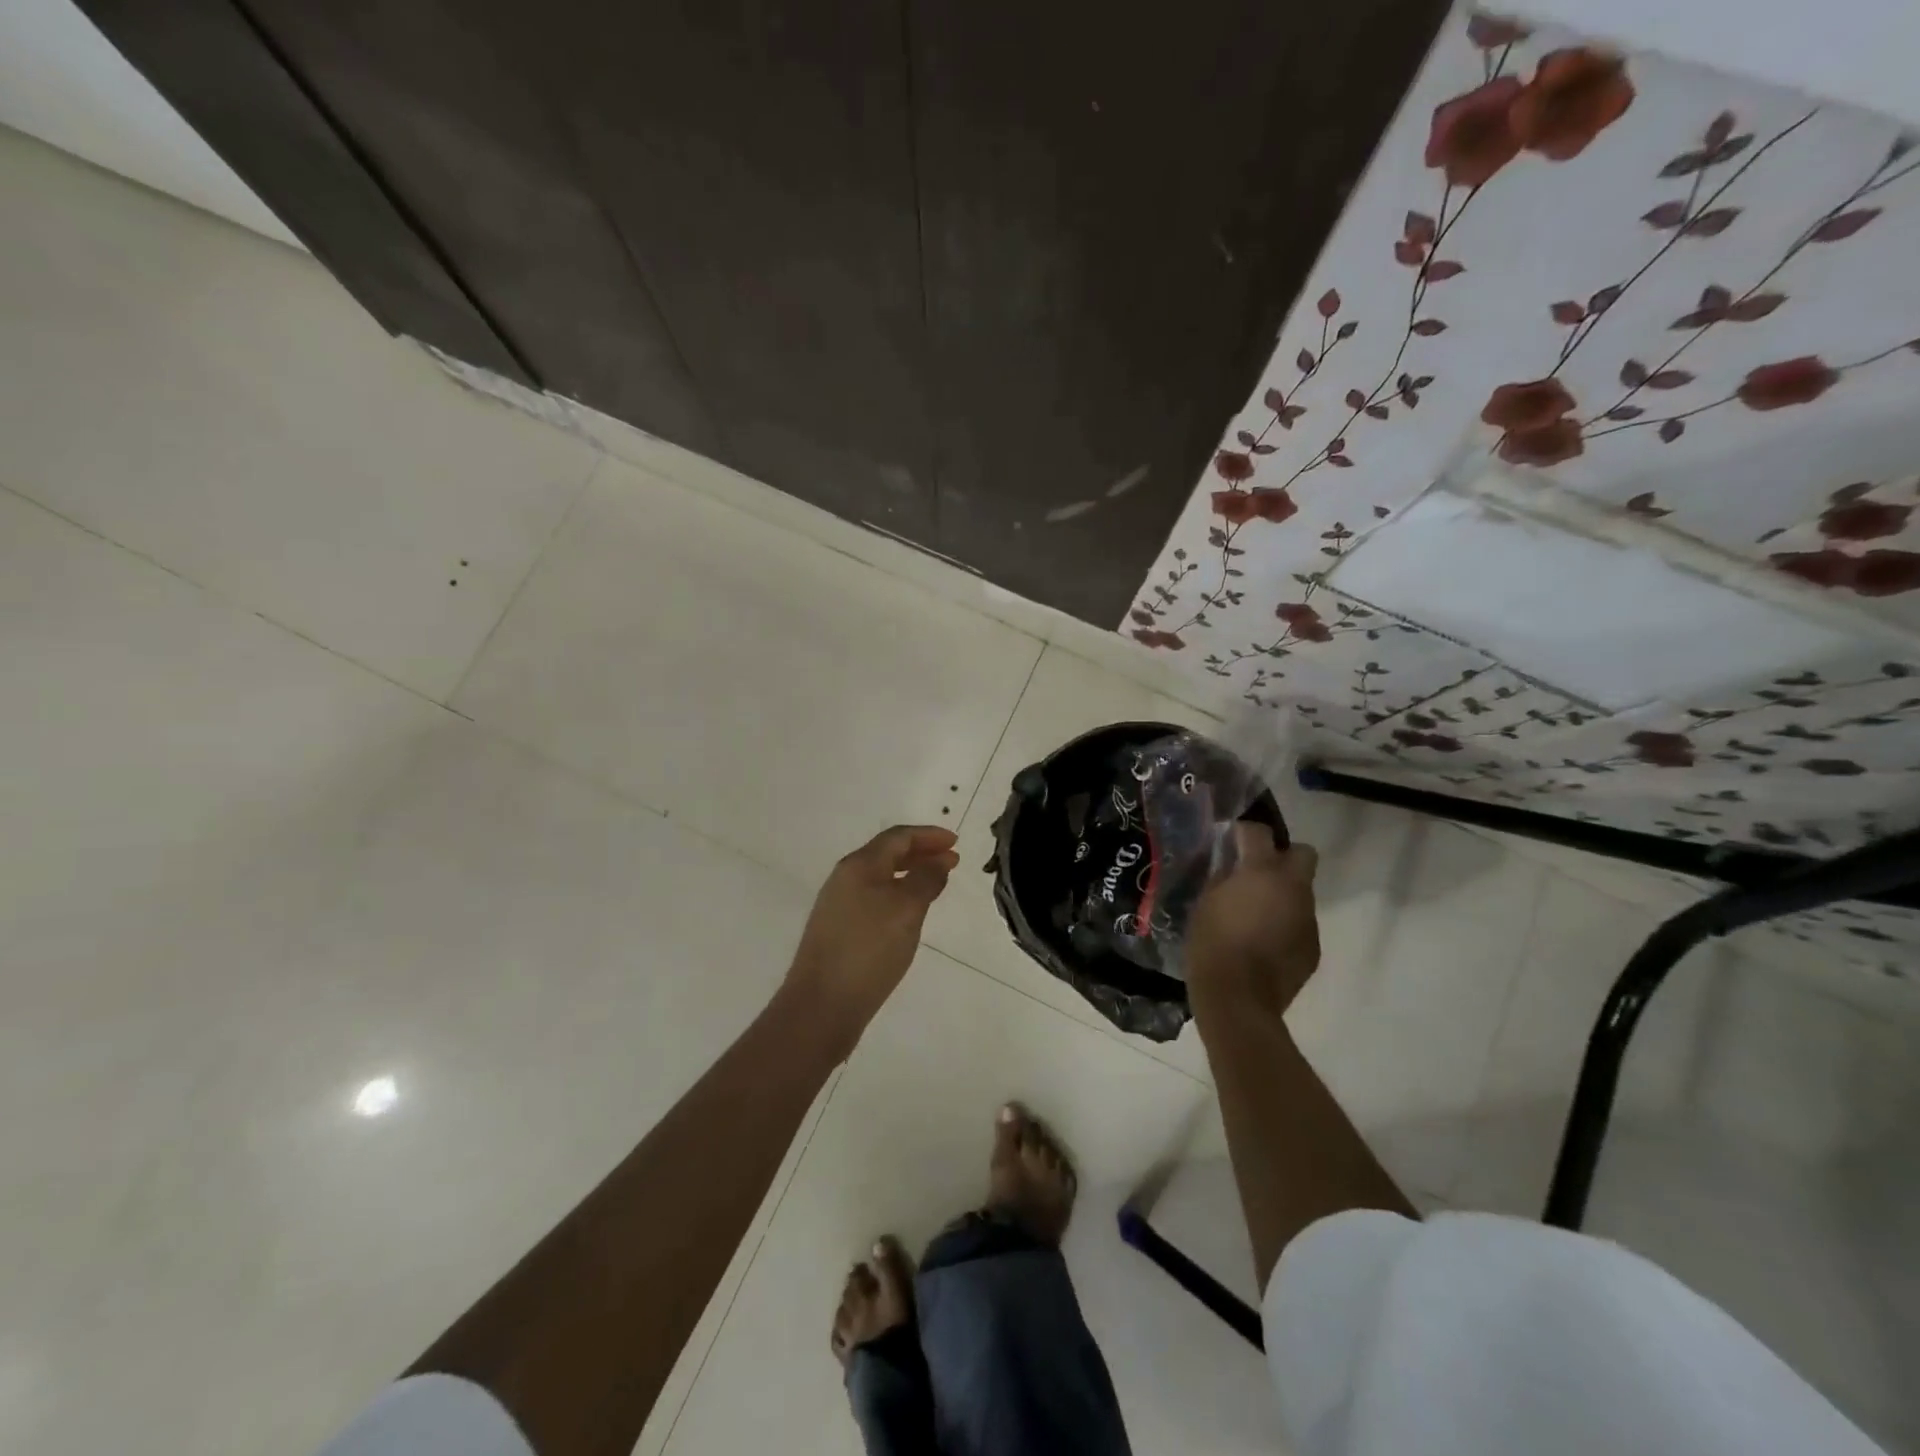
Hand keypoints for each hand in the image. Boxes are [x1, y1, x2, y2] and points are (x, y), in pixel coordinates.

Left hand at [785, 825, 959, 1047]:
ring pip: (880, 877)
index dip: (928, 835)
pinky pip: (874, 898)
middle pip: (887, 853)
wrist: (821, 1005)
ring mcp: (838, 905)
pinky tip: (909, 913)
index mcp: (859, 865)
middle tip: (951, 861)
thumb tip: (938, 861)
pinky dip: (898, 894)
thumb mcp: (906, 909)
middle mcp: (845, 878)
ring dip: (910, 874)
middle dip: (921, 853)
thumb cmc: (868, 950)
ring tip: (936, 883)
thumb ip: (926, 879)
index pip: (898, 837)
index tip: (956, 843)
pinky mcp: (838, 930)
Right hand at [1186, 822, 1320, 1020]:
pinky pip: (1300, 923)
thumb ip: (1222, 877)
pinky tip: (1264, 942)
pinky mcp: (1313, 946)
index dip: (1244, 832)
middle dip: (1283, 856)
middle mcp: (1293, 888)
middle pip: (1303, 853)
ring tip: (1257, 914)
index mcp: (1262, 872)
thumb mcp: (1205, 902)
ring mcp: (1308, 918)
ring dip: (1283, 894)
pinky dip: (1286, 924)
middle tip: (1257, 872)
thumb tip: (1230, 865)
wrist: (1238, 999)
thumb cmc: (1212, 944)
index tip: (1231, 841)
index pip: (1260, 832)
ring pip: (1302, 891)